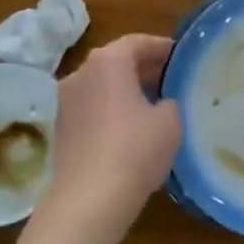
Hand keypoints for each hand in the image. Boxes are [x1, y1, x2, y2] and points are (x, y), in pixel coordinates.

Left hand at [42, 34, 181, 232]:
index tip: (182, 57)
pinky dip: (112, 110)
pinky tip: (132, 129)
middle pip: (117, 61)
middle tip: (172, 80)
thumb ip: (170, 101)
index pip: (138, 42)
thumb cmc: (135, 149)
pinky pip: (92, 108)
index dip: (162, 47)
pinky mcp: (61, 130)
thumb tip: (161, 103)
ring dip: (127, 90)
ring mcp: (65, 102)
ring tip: (155, 105)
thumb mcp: (171, 120)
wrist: (88, 201)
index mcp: (108, 61)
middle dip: (144, 68)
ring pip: (103, 86)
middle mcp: (81, 73)